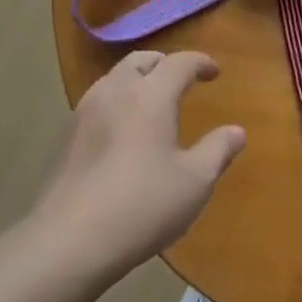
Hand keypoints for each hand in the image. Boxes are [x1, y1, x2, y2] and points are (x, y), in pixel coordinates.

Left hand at [33, 51, 245, 277]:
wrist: (68, 241)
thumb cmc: (141, 206)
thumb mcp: (194, 182)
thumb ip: (218, 151)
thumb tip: (236, 131)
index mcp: (150, 96)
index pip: (179, 63)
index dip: (200, 62)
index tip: (214, 72)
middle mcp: (115, 92)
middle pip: (140, 61)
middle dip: (164, 63)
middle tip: (180, 79)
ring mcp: (84, 112)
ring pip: (114, 78)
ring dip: (137, 79)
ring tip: (151, 101)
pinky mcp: (65, 136)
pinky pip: (97, 101)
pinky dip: (117, 101)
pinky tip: (122, 130)